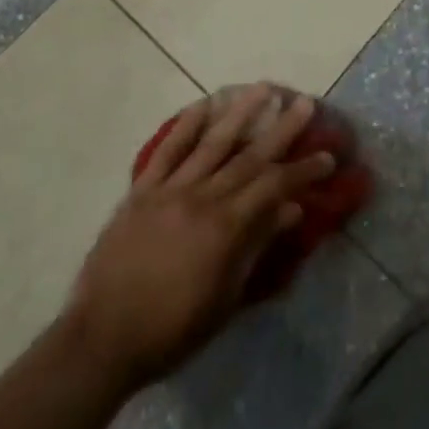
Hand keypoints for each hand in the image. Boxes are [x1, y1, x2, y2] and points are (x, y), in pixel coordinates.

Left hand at [64, 85, 336, 389]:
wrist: (101, 340)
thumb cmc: (171, 330)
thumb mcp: (224, 300)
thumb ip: (256, 248)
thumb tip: (290, 210)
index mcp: (224, 228)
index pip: (274, 187)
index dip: (303, 170)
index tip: (327, 156)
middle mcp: (202, 198)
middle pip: (249, 156)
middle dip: (281, 128)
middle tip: (304, 102)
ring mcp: (170, 190)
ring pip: (212, 143)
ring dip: (240, 113)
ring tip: (262, 88)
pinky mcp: (142, 190)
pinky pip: (168, 151)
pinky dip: (186, 125)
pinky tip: (203, 104)